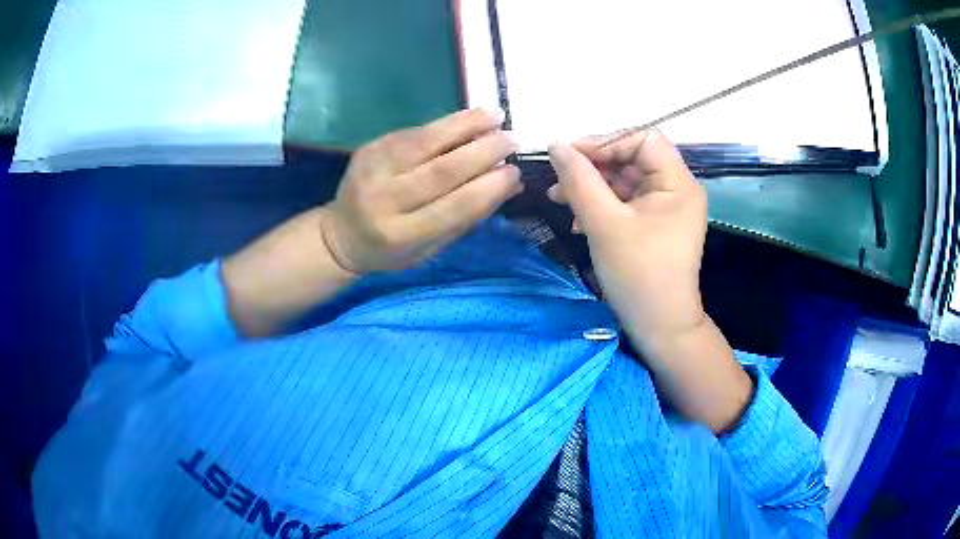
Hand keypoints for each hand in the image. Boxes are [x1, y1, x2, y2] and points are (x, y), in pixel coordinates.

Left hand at [320, 108, 522, 273]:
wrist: (341, 235)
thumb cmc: (391, 250)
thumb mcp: (430, 248)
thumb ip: (467, 217)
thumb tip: (509, 184)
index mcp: (401, 234)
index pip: (453, 207)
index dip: (488, 187)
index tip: (515, 171)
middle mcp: (383, 200)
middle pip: (440, 170)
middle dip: (481, 151)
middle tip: (511, 139)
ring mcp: (372, 169)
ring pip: (425, 141)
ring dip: (464, 125)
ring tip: (495, 115)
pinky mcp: (369, 148)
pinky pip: (413, 133)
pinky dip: (444, 125)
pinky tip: (467, 119)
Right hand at [547, 131, 707, 356]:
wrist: (659, 327)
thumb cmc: (638, 275)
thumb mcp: (604, 224)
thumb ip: (579, 180)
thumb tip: (555, 145)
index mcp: (678, 182)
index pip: (642, 139)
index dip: (606, 141)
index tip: (569, 157)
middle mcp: (677, 188)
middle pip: (632, 158)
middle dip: (593, 168)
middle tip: (558, 182)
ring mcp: (667, 207)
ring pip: (625, 180)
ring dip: (592, 187)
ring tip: (559, 200)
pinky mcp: (656, 224)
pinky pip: (626, 202)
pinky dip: (601, 206)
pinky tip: (578, 221)